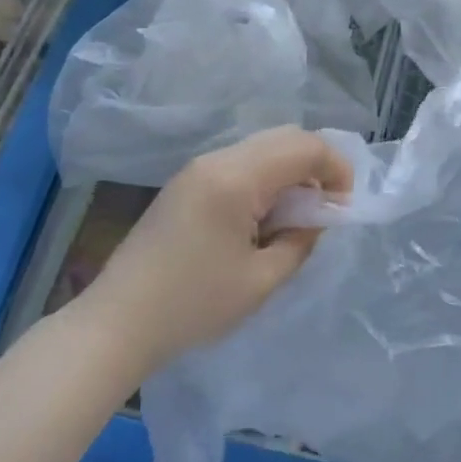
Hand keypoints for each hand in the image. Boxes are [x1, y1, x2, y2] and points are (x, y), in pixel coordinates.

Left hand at [79, 127, 355, 373]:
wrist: (117, 323)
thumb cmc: (192, 306)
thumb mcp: (261, 281)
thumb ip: (301, 241)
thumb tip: (316, 217)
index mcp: (236, 178)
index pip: (305, 147)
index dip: (336, 169)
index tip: (343, 208)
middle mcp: (216, 159)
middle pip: (284, 137)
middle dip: (316, 166)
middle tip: (324, 211)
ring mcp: (197, 169)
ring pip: (262, 148)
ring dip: (290, 173)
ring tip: (294, 220)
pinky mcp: (186, 183)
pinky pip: (240, 164)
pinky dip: (265, 180)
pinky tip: (262, 219)